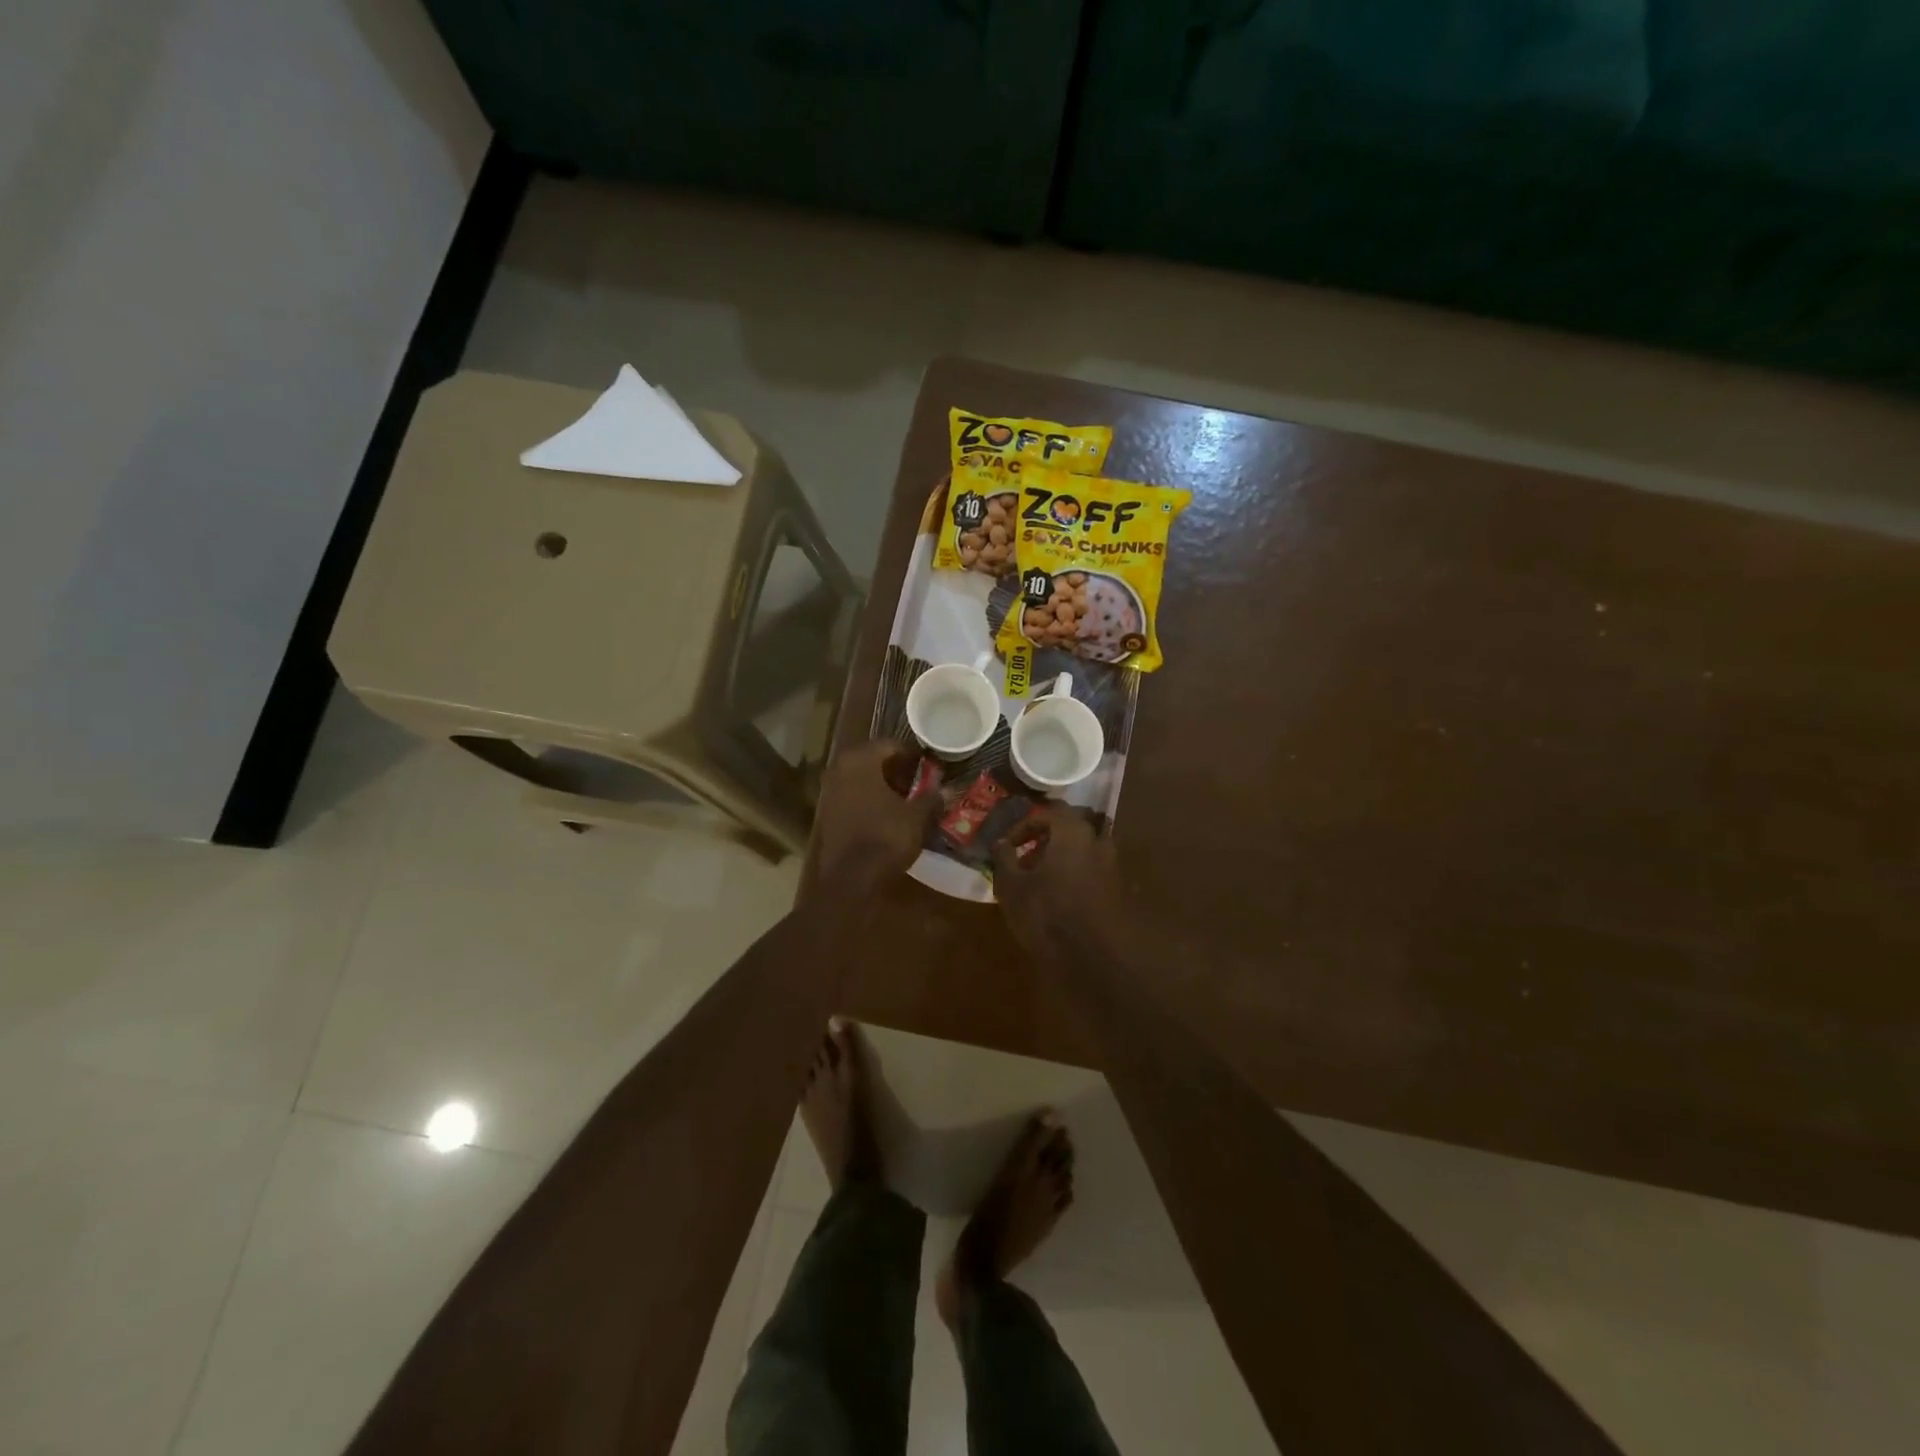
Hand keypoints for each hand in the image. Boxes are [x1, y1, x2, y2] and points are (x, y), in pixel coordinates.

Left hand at [812, 739, 939, 892]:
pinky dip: (870, 801)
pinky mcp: (825, 814)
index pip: (891, 745)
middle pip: (873, 761)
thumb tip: (946, 790)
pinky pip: (852, 797)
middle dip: (897, 771)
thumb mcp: (916, 817)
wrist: (849, 879)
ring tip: (906, 802)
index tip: (930, 770)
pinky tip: (887, 816)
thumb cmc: (885, 838)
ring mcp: (828, 791)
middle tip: (919, 785)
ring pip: (861, 779)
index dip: (913, 757)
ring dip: (883, 786)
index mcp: (860, 760)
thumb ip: (931, 798)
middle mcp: (839, 769)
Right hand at [990, 808, 1126, 956]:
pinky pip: (1096, 870)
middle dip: (1051, 836)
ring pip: (1088, 848)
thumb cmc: (1047, 914)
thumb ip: (1004, 858)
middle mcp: (1097, 842)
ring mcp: (1113, 866)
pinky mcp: (1119, 890)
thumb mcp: (1012, 886)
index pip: (1050, 813)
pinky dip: (1079, 873)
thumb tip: (1000, 843)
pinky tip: (1062, 896)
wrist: (1094, 958)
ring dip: (1066, 855)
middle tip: (1029, 856)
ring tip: (1044, 877)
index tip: (1009, 845)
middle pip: (1075, 826)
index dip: (1026, 825)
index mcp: (1073, 832)